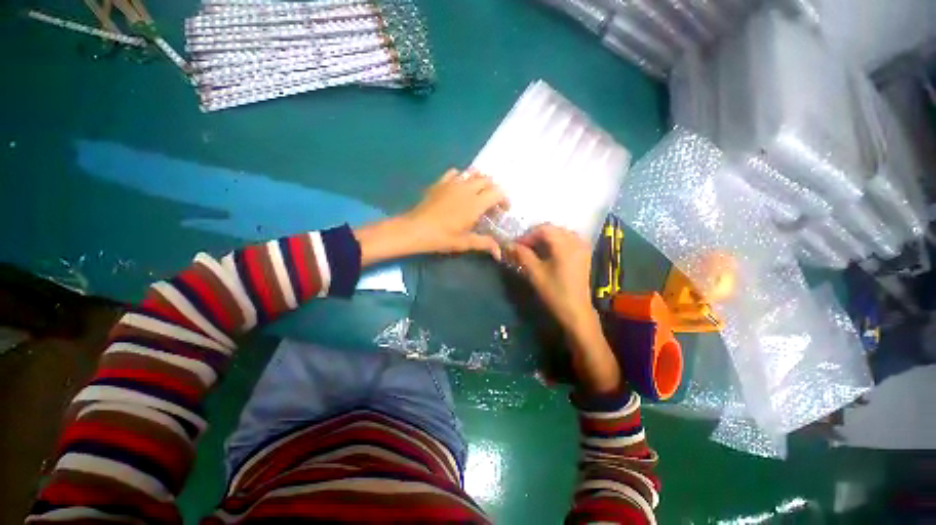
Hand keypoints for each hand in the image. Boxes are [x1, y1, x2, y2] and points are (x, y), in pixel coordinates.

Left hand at [356, 169, 506, 266]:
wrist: (415, 229)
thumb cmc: (442, 237)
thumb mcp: (465, 242)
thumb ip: (484, 244)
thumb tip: (499, 253)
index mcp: (475, 203)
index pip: (498, 192)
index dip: (504, 199)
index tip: (503, 210)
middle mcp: (467, 189)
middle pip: (487, 180)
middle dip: (493, 190)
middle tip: (491, 204)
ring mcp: (452, 183)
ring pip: (472, 173)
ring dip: (479, 181)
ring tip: (477, 194)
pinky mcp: (440, 183)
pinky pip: (455, 173)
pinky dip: (462, 177)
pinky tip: (459, 188)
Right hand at [508, 225, 595, 330]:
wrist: (577, 312)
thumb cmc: (555, 292)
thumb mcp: (535, 273)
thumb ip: (521, 255)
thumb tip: (508, 244)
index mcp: (565, 244)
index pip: (543, 229)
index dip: (527, 235)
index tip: (515, 246)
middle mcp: (576, 241)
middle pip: (552, 230)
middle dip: (535, 236)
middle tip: (522, 247)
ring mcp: (582, 247)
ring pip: (560, 234)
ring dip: (545, 239)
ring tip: (533, 250)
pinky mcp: (584, 255)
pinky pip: (567, 240)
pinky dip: (555, 243)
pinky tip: (547, 253)